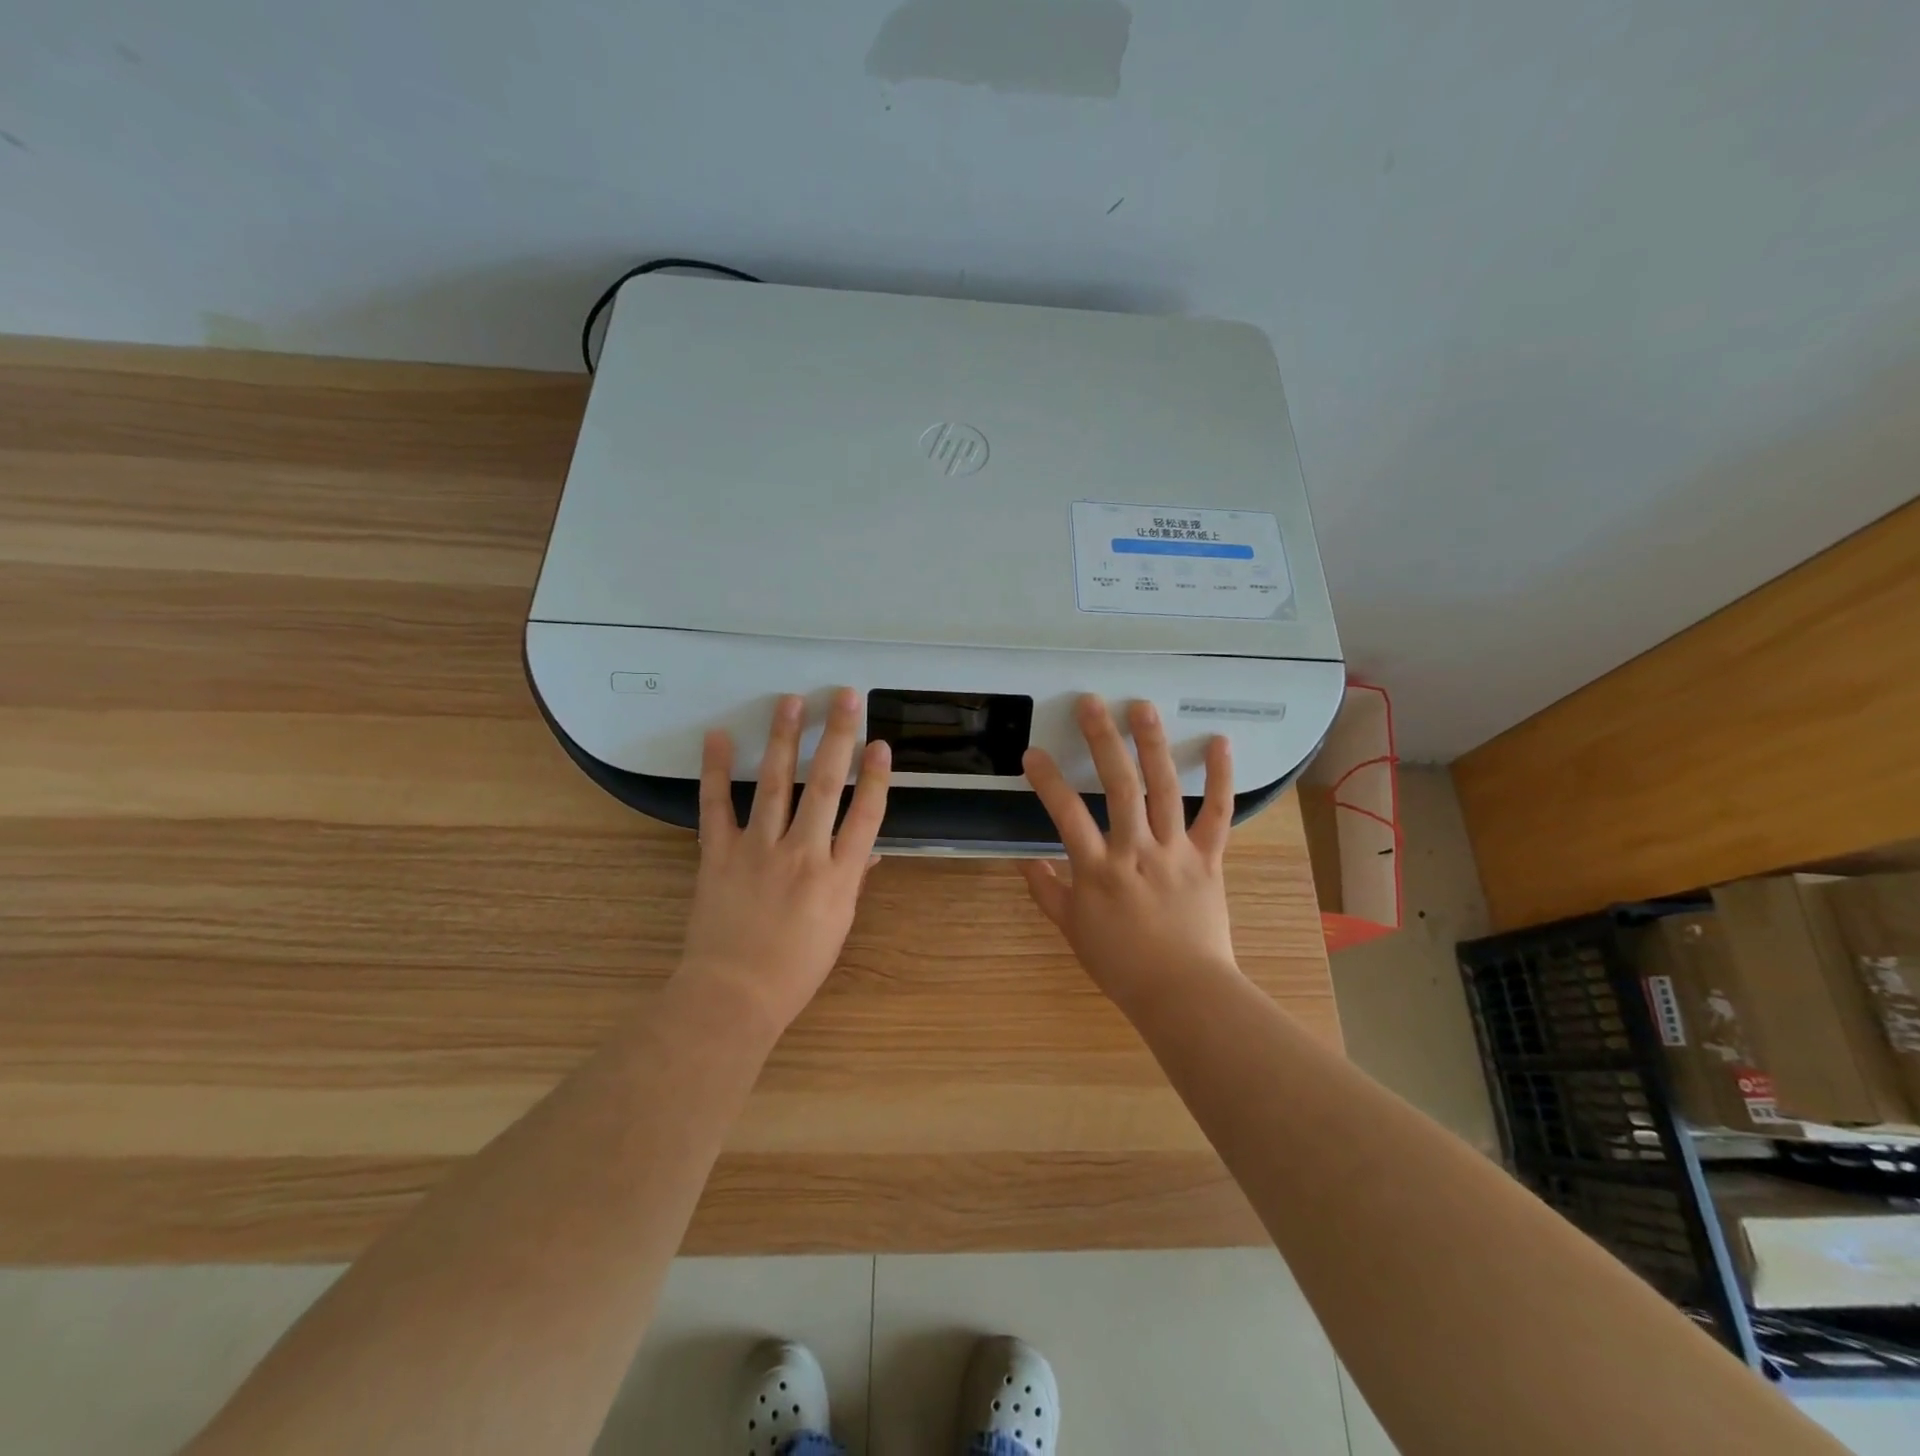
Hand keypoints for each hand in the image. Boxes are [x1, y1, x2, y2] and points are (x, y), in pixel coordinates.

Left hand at [677, 688, 890, 1032]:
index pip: (865, 815)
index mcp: (837, 876)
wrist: (734, 995)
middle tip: (843, 697)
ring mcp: (758, 850)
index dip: (875, 776)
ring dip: (785, 739)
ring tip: (790, 702)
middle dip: (837, 737)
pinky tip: (719, 736)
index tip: (880, 743)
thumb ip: (852, 879)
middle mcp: (802, 854)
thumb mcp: (838, 925)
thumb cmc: (795, 968)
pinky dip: (716, 770)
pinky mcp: (719, 854)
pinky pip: (716, 806)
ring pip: (775, 784)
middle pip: (824, 786)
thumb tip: (870, 847)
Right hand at [1020, 696, 1238, 1007]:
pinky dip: (1221, 778)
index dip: (1048, 781)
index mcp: (1098, 870)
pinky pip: (1218, 814)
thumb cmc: (1121, 964)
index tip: (1033, 753)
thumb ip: (1047, 892)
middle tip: (1091, 703)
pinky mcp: (1209, 858)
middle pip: (1118, 786)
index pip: (1066, 814)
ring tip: (1142, 707)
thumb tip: (1024, 861)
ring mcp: (1176, 851)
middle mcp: (1136, 851)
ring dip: (1153, 744)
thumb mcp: (1072, 930)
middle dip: (1102, 740)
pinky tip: (1218, 742)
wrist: (1182, 992)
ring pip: (1164, 789)